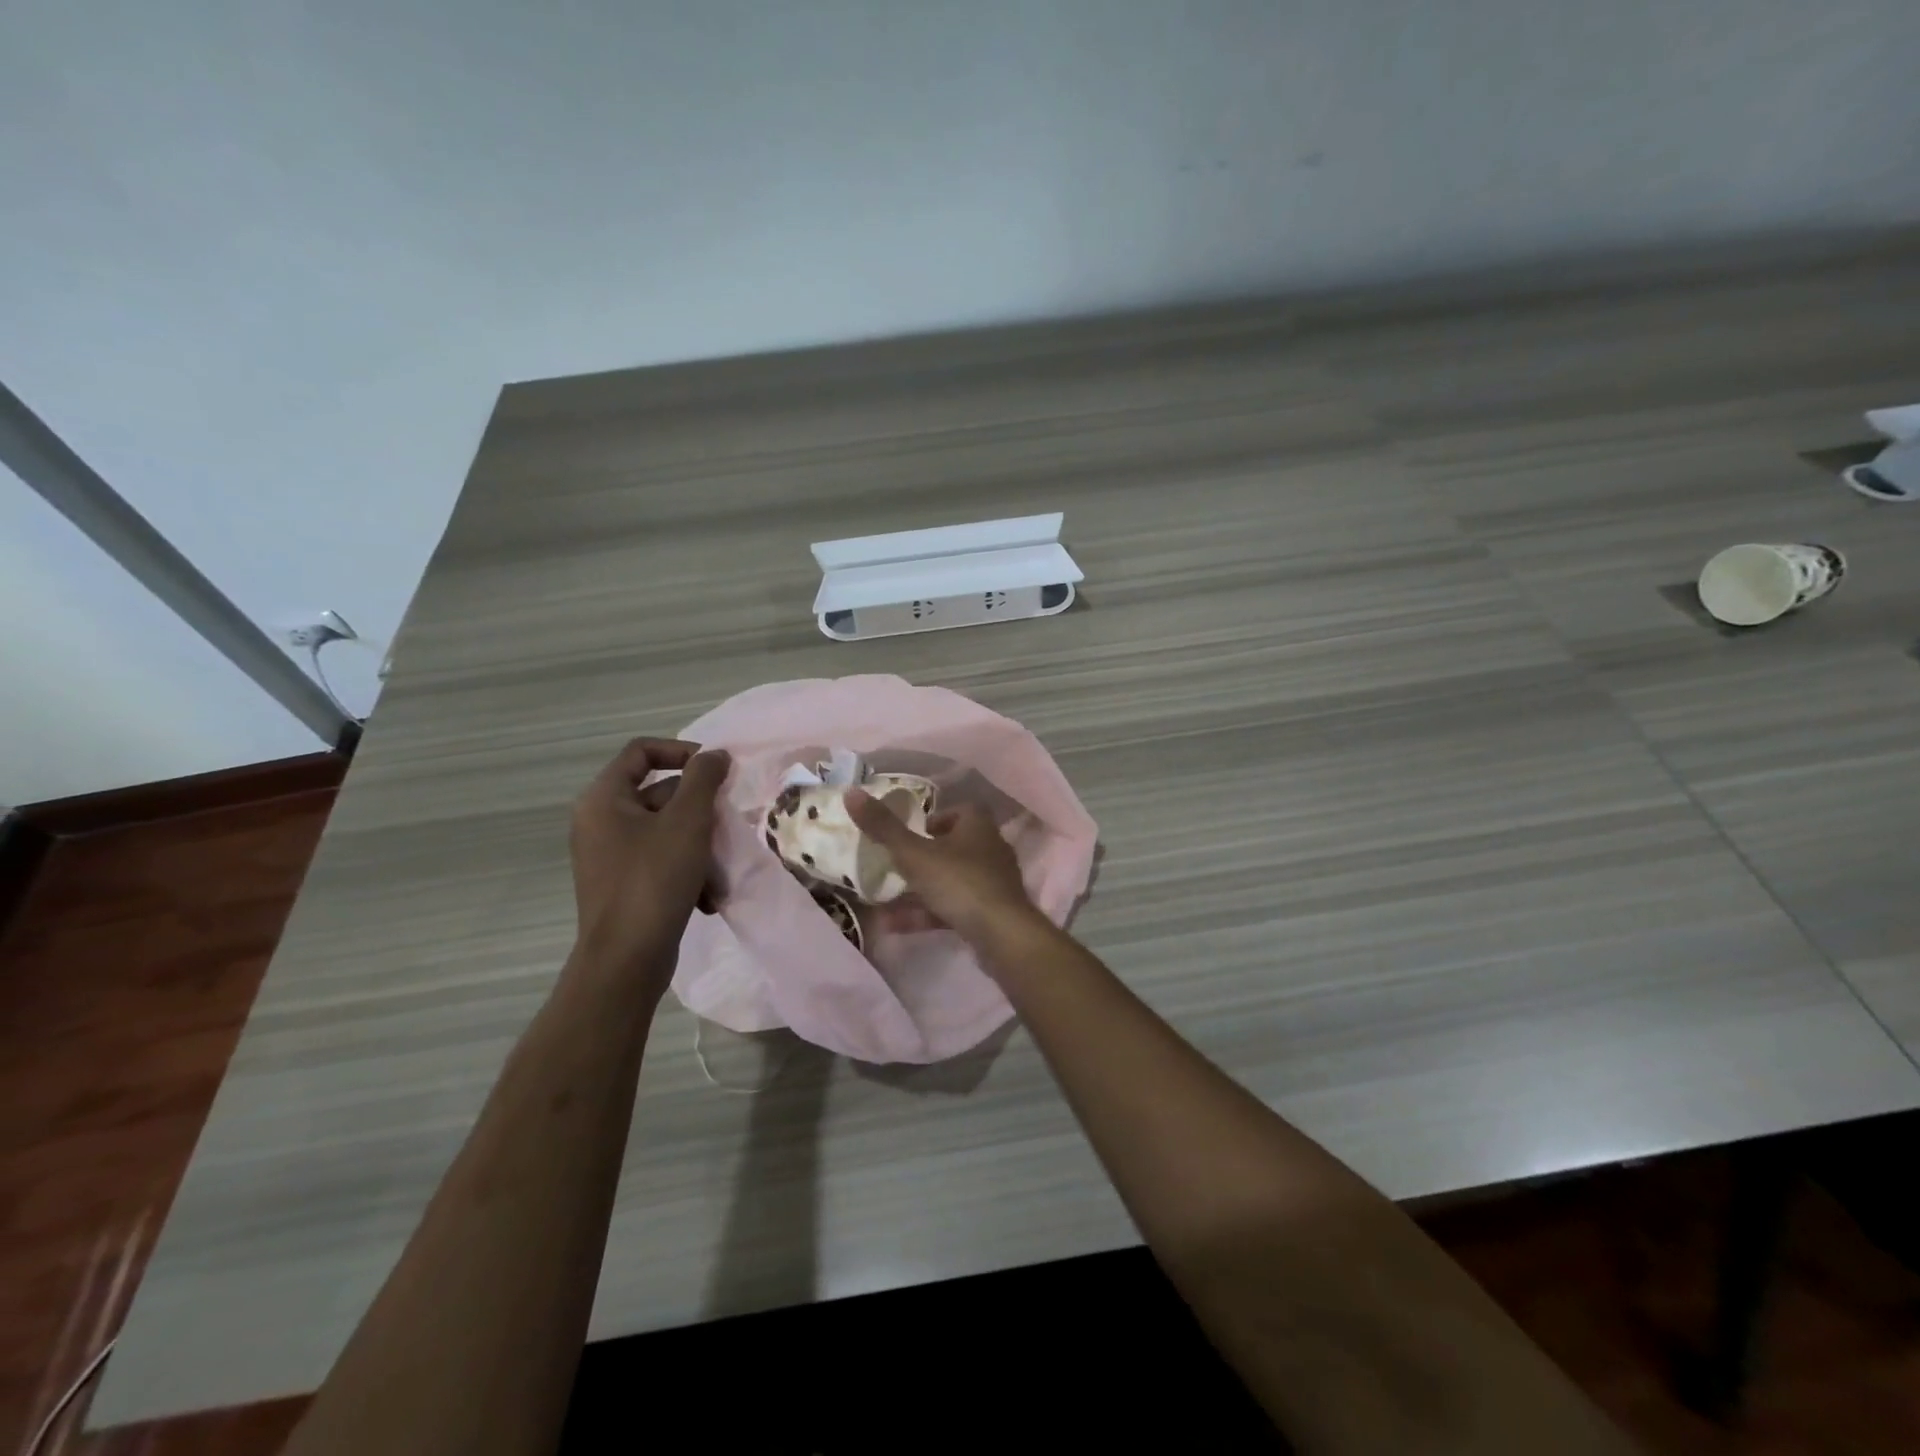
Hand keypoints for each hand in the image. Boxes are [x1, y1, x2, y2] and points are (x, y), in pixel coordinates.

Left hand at [569, 738, 729, 978]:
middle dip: (699, 809)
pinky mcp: (623, 885)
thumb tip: (714, 755)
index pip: (641, 751)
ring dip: (699, 844)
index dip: (681, 751)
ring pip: (666, 831)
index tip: (716, 770)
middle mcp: (600, 822)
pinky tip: (707, 896)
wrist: (626, 960)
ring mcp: (609, 856)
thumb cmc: (654, 880)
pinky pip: (661, 861)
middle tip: (727, 824)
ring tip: (719, 868)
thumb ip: (704, 779)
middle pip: (659, 793)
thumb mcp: (688, 821)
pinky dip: (687, 871)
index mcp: (604, 799)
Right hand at [845, 790, 1037, 943]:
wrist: (1002, 934)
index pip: (959, 810)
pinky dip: (928, 913)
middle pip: (955, 846)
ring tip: (885, 901)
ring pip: (952, 880)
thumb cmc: (958, 882)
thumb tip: (851, 792)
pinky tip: (895, 927)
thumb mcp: (913, 854)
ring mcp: (993, 882)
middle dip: (925, 856)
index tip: (910, 833)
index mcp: (978, 825)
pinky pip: (955, 907)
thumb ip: (883, 827)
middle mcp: (990, 848)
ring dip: (921, 890)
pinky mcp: (992, 912)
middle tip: (896, 865)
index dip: (934, 819)